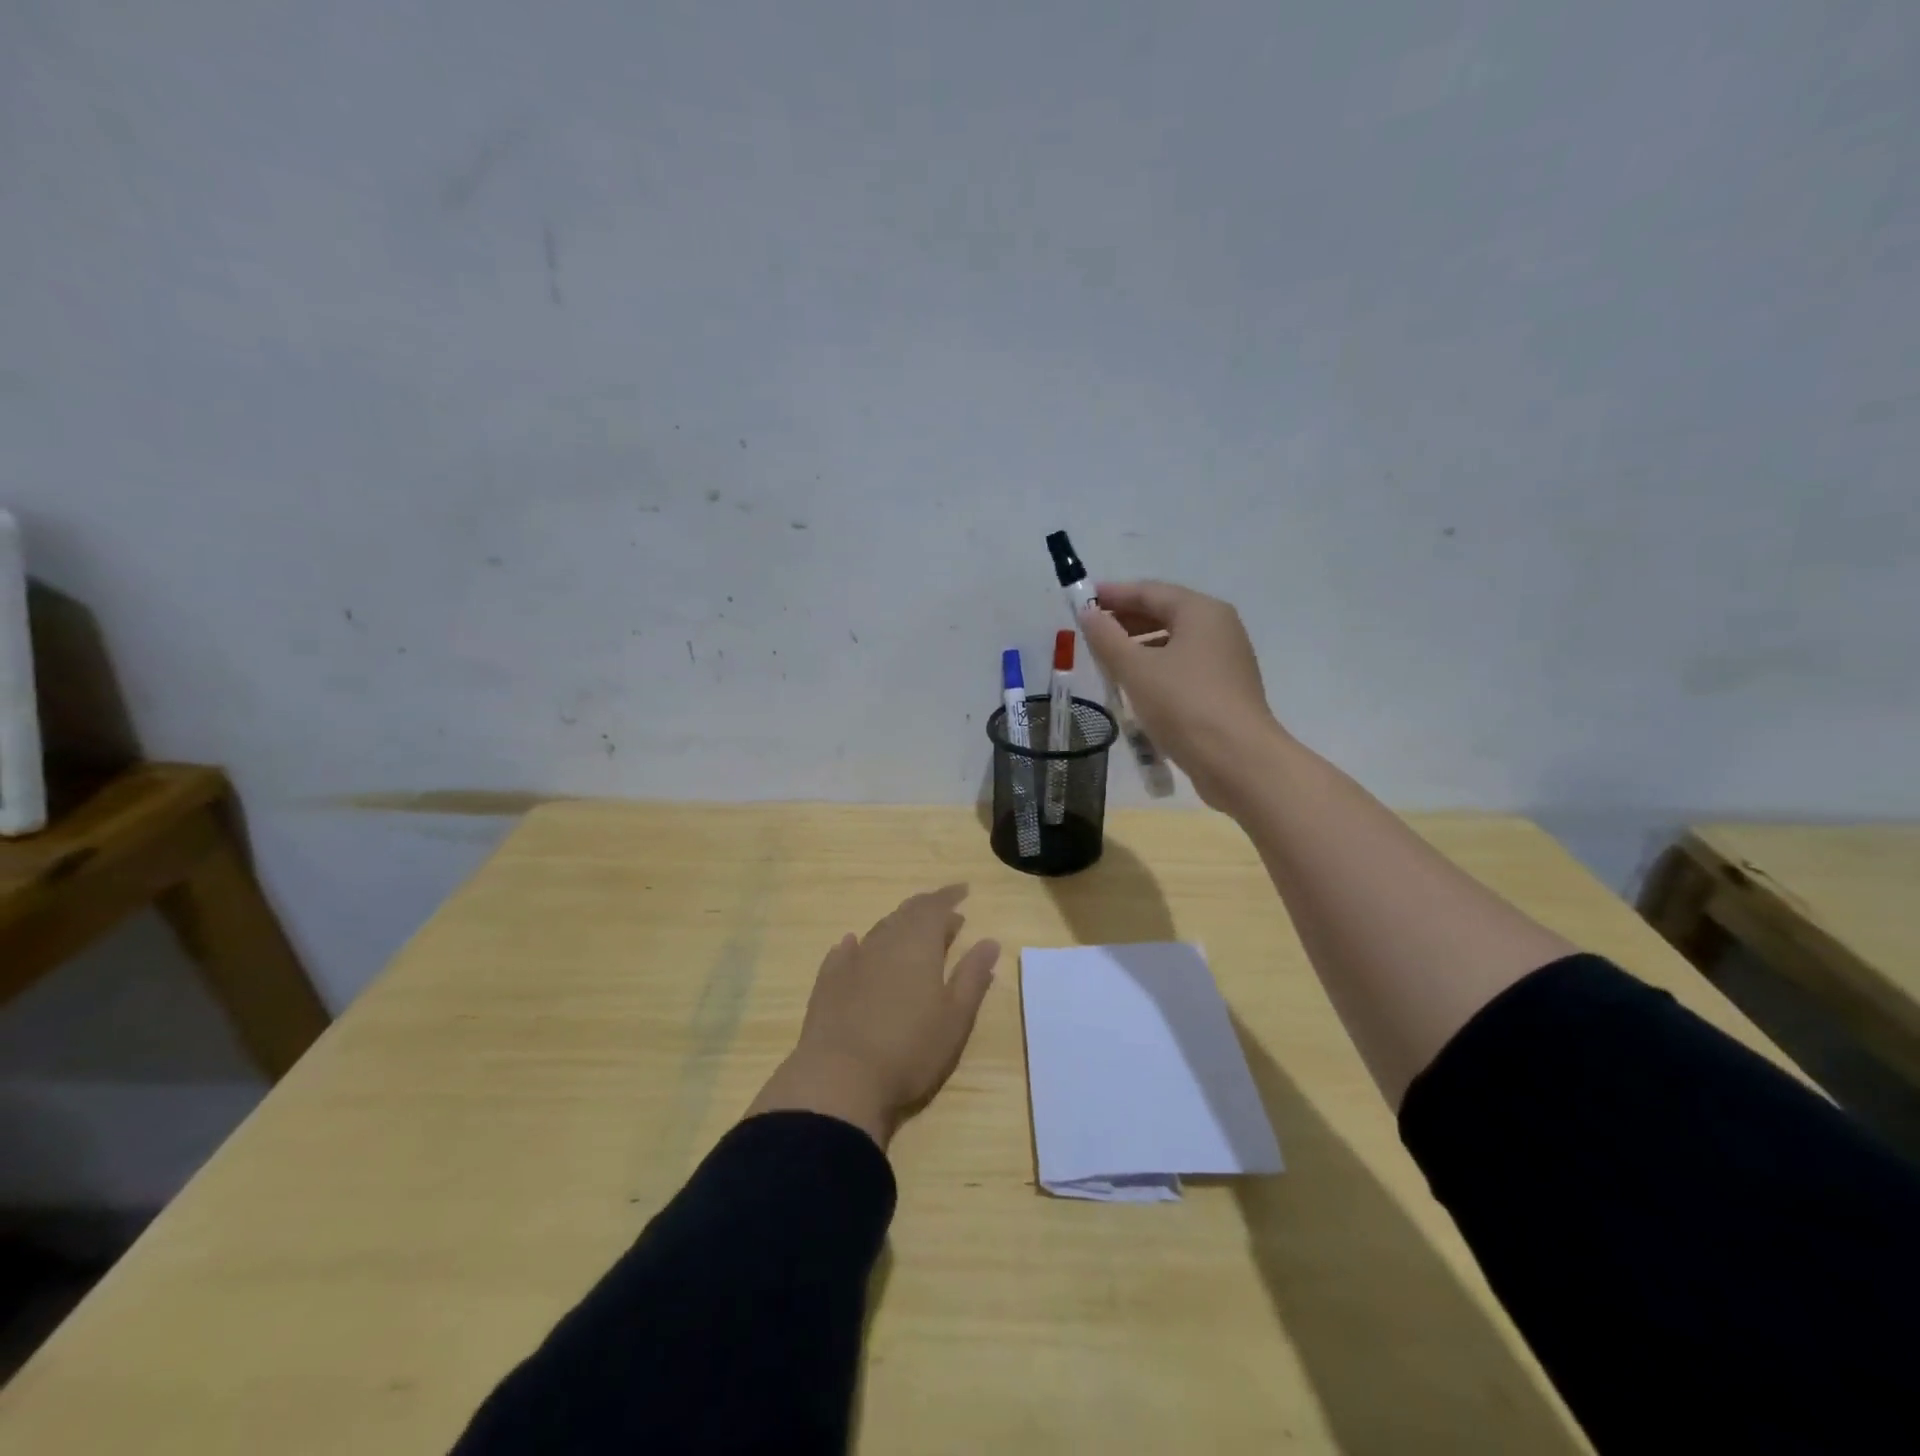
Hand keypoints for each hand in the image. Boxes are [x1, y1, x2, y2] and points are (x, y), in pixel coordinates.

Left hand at [746, 885, 999, 1148]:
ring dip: (899, 925)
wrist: (840, 1078)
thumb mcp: (955, 1017)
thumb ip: (972, 976)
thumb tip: (989, 941)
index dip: (950, 896)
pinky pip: (845, 951)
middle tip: (945, 912)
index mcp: (918, 944)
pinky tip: (855, 945)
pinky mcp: (828, 981)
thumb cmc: (910, 1049)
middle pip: (907, 913)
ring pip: (880, 929)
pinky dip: (859, 945)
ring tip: (912, 931)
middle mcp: (884, 942)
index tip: (964, 890)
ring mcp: (853, 960)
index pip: (936, 907)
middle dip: (927, 908)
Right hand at [1076, 580, 1284, 811]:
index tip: (1082, 601)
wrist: (1237, 760)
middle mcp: (1219, 628)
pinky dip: (1156, 668)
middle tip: (1091, 632)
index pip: (1150, 591)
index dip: (1113, 594)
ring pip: (1174, 642)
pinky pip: (1184, 667)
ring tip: (1107, 661)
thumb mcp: (1135, 669)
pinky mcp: (1225, 690)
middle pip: (1165, 613)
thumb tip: (1088, 614)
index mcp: (1201, 612)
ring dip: (1139, 647)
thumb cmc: (1184, 705)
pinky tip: (1135, 687)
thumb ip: (1107, 638)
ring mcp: (1226, 660)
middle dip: (1126, 621)